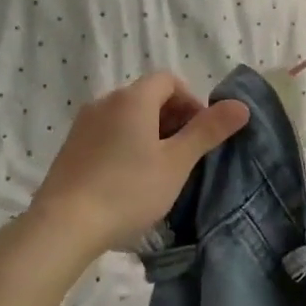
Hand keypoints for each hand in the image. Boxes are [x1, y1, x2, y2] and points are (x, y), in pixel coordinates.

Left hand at [29, 72, 249, 254]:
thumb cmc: (128, 190)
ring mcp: (84, 123)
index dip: (191, 102)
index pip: (169, 80)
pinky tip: (129, 179)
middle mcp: (106, 101)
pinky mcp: (71, 146)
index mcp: (133, 98)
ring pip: (127, 116)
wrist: (64, 224)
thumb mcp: (176, 163)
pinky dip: (126, 144)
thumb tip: (241, 105)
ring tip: (159, 170)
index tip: (200, 135)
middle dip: (173, 118)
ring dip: (150, 133)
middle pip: (148, 96)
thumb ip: (208, 131)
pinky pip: (108, 133)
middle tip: (184, 156)